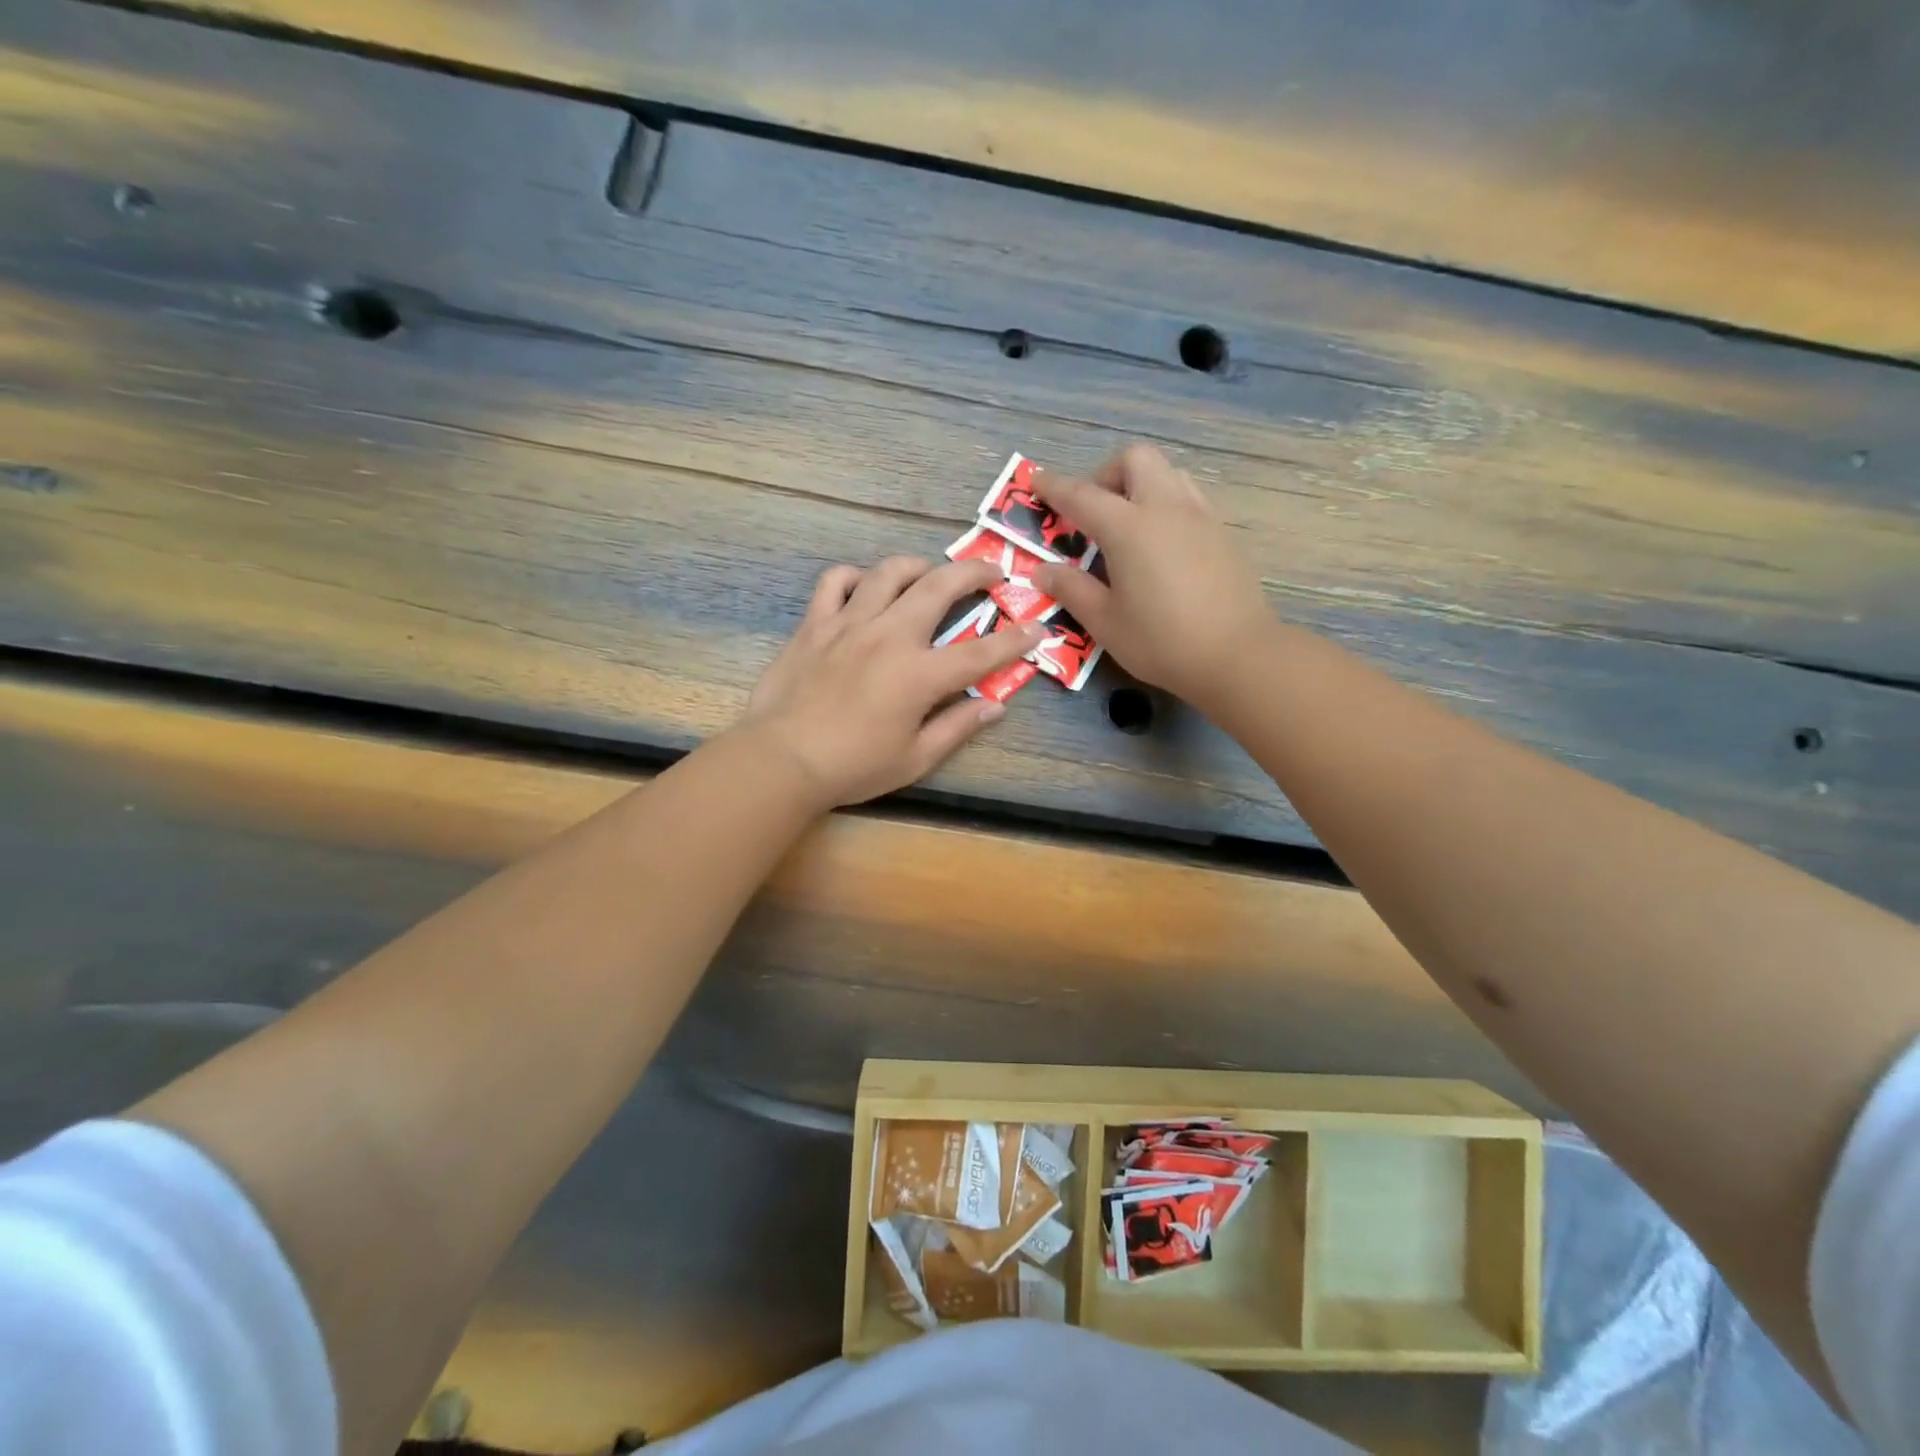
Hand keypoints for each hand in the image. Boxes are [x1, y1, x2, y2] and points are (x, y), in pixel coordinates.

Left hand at [737, 556, 1043, 808]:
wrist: (782, 759)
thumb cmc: (853, 767)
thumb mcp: (915, 759)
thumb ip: (957, 727)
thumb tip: (994, 706)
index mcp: (919, 675)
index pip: (980, 652)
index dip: (1015, 639)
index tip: (1037, 627)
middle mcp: (889, 636)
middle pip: (939, 587)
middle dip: (974, 573)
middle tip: (992, 572)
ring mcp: (849, 624)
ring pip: (888, 572)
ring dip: (918, 565)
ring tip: (929, 572)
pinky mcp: (814, 624)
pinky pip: (834, 582)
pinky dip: (854, 576)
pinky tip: (863, 586)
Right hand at [1030, 444, 1271, 706]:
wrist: (1237, 655)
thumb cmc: (1161, 641)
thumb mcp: (1105, 621)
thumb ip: (1071, 589)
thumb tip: (1043, 570)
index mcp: (1129, 527)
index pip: (1082, 494)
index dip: (1054, 486)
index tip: (1036, 481)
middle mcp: (1166, 508)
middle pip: (1135, 460)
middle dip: (1106, 475)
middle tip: (1092, 513)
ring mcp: (1200, 517)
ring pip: (1167, 474)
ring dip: (1140, 487)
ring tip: (1127, 528)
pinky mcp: (1222, 533)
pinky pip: (1188, 498)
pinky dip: (1165, 506)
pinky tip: (1160, 547)